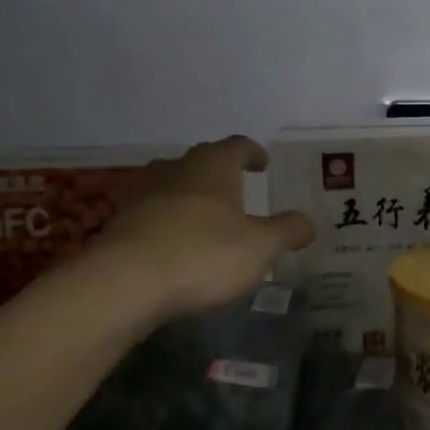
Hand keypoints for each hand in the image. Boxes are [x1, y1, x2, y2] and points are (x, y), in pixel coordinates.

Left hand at [94, 137, 314, 321]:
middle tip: (237, 190)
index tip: (262, 162)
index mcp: (213, 166)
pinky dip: (167, 223)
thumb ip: (286, 232)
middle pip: (201, 162)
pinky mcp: (120, 224)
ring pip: (172, 186)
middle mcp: (176, 170)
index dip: (252, 153)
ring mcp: (143, 195)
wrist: (124, 282)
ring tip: (206, 218)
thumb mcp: (260, 247)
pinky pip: (152, 215)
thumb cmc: (203, 254)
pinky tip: (176, 245)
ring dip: (190, 197)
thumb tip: (308, 223)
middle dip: (220, 174)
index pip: (237, 146)